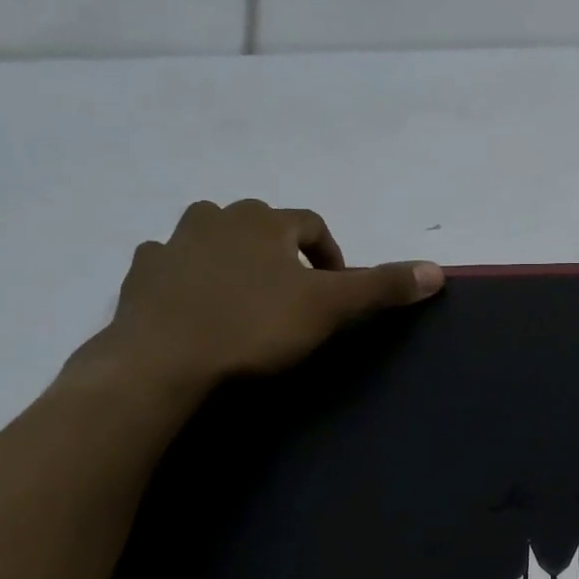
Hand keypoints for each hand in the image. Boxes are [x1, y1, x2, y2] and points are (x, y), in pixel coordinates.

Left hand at [79, 199, 441, 395]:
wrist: (164, 360)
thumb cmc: (254, 327)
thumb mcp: (330, 308)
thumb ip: (381, 286)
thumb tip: (437, 271)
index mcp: (265, 220)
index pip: (312, 223)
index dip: (331, 254)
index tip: (335, 290)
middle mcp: (217, 218)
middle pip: (261, 224)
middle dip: (282, 253)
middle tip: (294, 296)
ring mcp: (173, 244)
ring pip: (213, 238)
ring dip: (234, 259)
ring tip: (246, 299)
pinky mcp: (142, 274)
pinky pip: (172, 264)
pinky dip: (188, 277)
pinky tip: (196, 307)